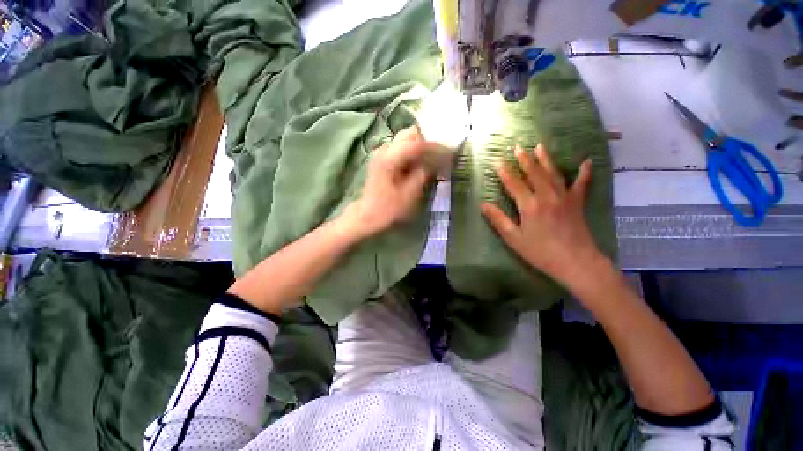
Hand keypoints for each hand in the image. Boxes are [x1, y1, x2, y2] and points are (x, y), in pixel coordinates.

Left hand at [343, 126, 436, 238]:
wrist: (367, 215)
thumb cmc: (387, 208)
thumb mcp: (409, 194)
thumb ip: (423, 174)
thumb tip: (435, 162)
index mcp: (389, 158)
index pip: (417, 144)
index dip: (435, 147)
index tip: (449, 152)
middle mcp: (384, 150)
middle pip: (410, 134)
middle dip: (427, 142)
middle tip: (439, 155)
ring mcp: (382, 153)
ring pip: (405, 140)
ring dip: (420, 147)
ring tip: (431, 161)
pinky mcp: (382, 159)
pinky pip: (401, 149)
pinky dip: (412, 153)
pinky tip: (419, 165)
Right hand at [481, 144, 609, 287]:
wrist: (576, 262)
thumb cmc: (540, 252)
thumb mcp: (514, 238)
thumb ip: (499, 220)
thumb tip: (483, 205)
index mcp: (529, 205)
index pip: (514, 184)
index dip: (505, 172)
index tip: (497, 161)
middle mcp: (547, 196)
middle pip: (534, 173)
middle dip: (524, 159)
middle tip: (518, 147)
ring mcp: (564, 197)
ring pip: (553, 173)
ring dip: (545, 159)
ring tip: (539, 146)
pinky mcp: (577, 203)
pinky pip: (581, 184)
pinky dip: (584, 173)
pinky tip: (586, 161)